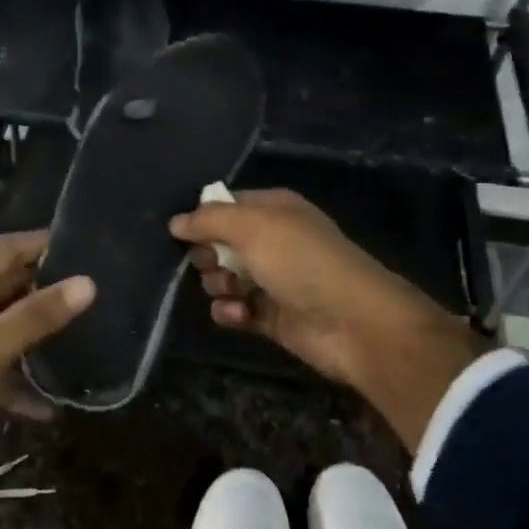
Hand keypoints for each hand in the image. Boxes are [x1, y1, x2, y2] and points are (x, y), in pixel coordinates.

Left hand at [0, 231, 93, 528]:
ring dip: (39, 336)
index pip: (9, 248)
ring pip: (7, 326)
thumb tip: (88, 282)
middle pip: (11, 285)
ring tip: (86, 344)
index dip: (45, 243)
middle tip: (100, 298)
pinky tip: (50, 408)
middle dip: (50, 289)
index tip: (90, 248)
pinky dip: (19, 381)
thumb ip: (37, 315)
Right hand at [169, 190, 484, 451]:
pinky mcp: (270, 315)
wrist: (352, 322)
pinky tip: (238, 314)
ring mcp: (272, 279)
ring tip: (232, 291)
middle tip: (214, 264)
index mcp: (274, 210)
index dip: (203, 218)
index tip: (184, 234)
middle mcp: (272, 241)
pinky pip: (234, 309)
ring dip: (218, 285)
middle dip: (208, 255)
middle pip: (219, 243)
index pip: (225, 205)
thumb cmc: (302, 262)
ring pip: (223, 277)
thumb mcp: (253, 227)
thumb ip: (209, 220)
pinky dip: (230, 311)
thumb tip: (176, 222)